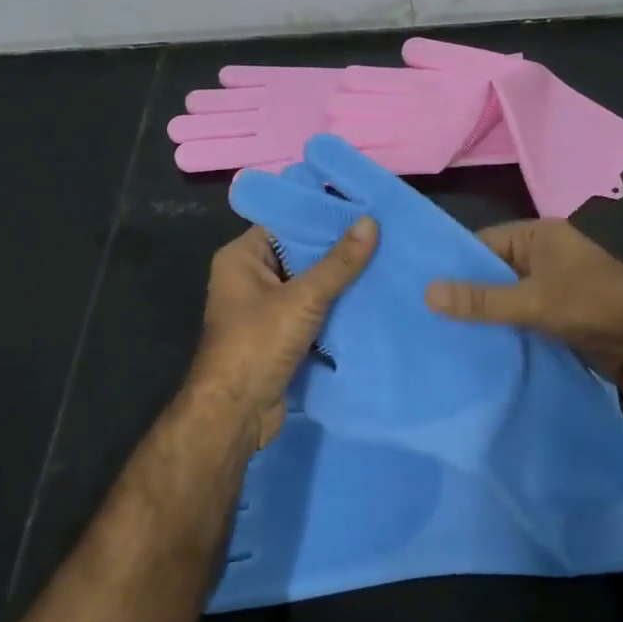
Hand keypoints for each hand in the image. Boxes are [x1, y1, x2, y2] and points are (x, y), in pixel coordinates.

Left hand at [189, 219, 377, 451]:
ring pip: (310, 283)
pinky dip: (337, 306)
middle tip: (384, 233)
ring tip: (386, 259)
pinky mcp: (281, 334)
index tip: (364, 206)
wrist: (236, 414)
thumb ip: (339, 263)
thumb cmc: (258, 345)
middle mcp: (251, 277)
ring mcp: (265, 307)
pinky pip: (313, 310)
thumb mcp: (303, 299)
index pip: (287, 222)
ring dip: (341, 280)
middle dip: (339, 249)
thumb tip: (370, 222)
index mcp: (242, 257)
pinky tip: (372, 296)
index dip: (324, 214)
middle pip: (301, 253)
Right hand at [426, 219, 622, 377]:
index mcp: (538, 235)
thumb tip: (427, 292)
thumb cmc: (590, 305)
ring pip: (506, 294)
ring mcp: (552, 282)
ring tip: (441, 330)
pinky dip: (503, 324)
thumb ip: (481, 299)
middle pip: (492, 269)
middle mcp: (543, 253)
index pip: (482, 243)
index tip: (420, 287)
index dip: (453, 264)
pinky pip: (521, 311)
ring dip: (484, 311)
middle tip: (424, 314)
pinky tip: (475, 341)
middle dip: (466, 291)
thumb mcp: (531, 302)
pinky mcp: (558, 309)